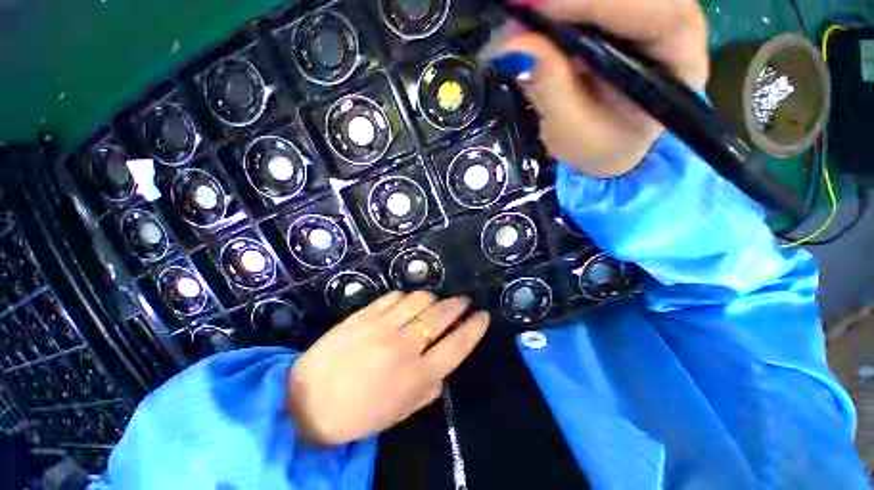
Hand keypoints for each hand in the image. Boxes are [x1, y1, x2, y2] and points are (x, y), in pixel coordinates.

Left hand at [287, 291, 489, 444]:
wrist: (305, 402)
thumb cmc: (356, 415)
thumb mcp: (399, 413)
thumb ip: (428, 389)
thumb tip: (442, 368)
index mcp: (417, 376)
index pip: (458, 344)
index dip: (475, 328)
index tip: (483, 315)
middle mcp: (405, 346)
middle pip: (442, 315)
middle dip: (459, 305)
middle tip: (463, 302)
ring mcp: (383, 326)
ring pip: (420, 298)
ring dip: (433, 298)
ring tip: (432, 303)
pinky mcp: (365, 314)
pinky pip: (394, 296)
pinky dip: (405, 297)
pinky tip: (404, 303)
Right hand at [493, 0, 708, 176]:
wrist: (611, 145)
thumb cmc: (599, 146)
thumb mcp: (573, 132)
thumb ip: (550, 90)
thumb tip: (514, 47)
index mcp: (678, 57)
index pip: (651, 10)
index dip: (591, 2)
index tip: (535, 9)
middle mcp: (671, 21)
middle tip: (515, 11)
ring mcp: (647, 12)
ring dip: (557, 2)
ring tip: (517, 17)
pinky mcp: (621, 13)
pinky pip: (591, 2)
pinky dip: (557, 7)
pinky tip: (531, 18)